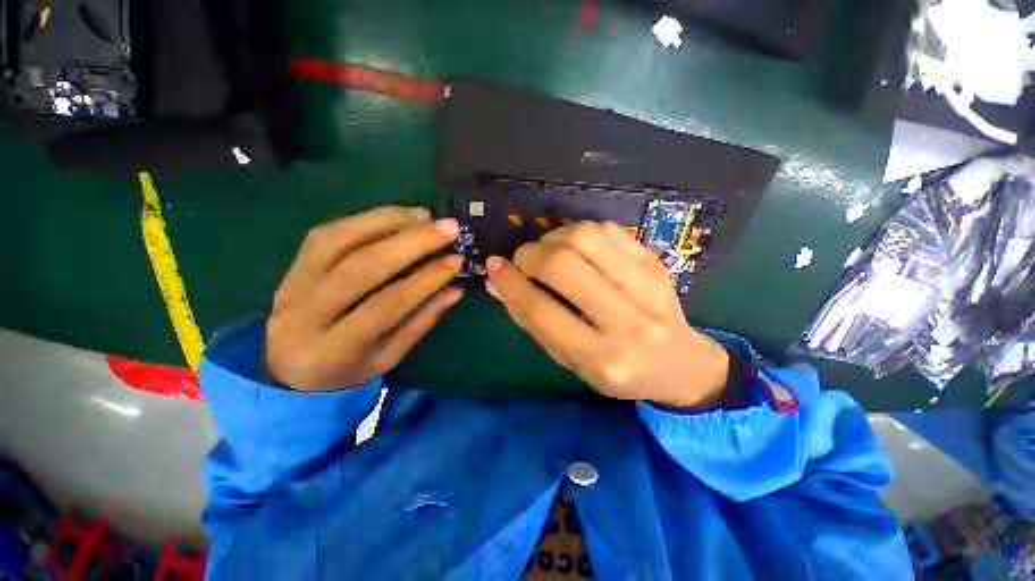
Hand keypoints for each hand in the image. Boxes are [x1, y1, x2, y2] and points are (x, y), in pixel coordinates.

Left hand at [266, 206, 463, 390]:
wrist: (288, 367)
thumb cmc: (347, 368)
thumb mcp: (389, 356)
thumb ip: (421, 321)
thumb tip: (455, 289)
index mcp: (334, 349)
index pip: (386, 305)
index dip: (425, 280)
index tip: (456, 260)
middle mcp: (305, 313)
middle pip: (362, 266)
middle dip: (411, 242)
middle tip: (448, 227)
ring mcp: (292, 284)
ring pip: (339, 240)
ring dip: (388, 221)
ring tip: (425, 215)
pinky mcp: (292, 264)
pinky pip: (328, 232)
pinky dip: (367, 219)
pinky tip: (396, 216)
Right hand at [484, 221, 729, 408]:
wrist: (680, 364)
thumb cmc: (618, 371)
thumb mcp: (570, 361)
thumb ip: (533, 322)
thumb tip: (498, 283)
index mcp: (601, 358)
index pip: (543, 311)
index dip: (511, 284)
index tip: (493, 266)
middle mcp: (627, 322)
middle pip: (563, 266)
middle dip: (530, 255)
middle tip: (523, 260)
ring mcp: (648, 286)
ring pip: (586, 237)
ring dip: (554, 238)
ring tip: (549, 252)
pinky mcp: (656, 262)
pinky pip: (608, 229)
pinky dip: (580, 232)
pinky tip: (576, 247)